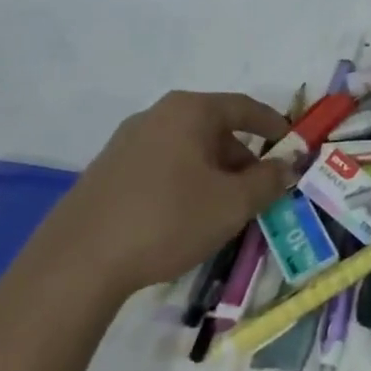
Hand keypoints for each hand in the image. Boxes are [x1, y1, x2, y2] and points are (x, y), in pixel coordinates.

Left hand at [36, 91, 295, 299]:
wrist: (77, 262)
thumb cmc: (168, 219)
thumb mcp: (233, 203)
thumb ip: (269, 180)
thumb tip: (288, 165)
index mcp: (189, 111)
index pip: (244, 107)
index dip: (274, 125)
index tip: (292, 145)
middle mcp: (156, 115)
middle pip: (214, 128)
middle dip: (242, 157)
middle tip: (260, 189)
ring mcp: (126, 142)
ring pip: (187, 149)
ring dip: (213, 172)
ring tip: (224, 209)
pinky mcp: (106, 171)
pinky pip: (161, 166)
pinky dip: (184, 182)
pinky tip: (185, 217)